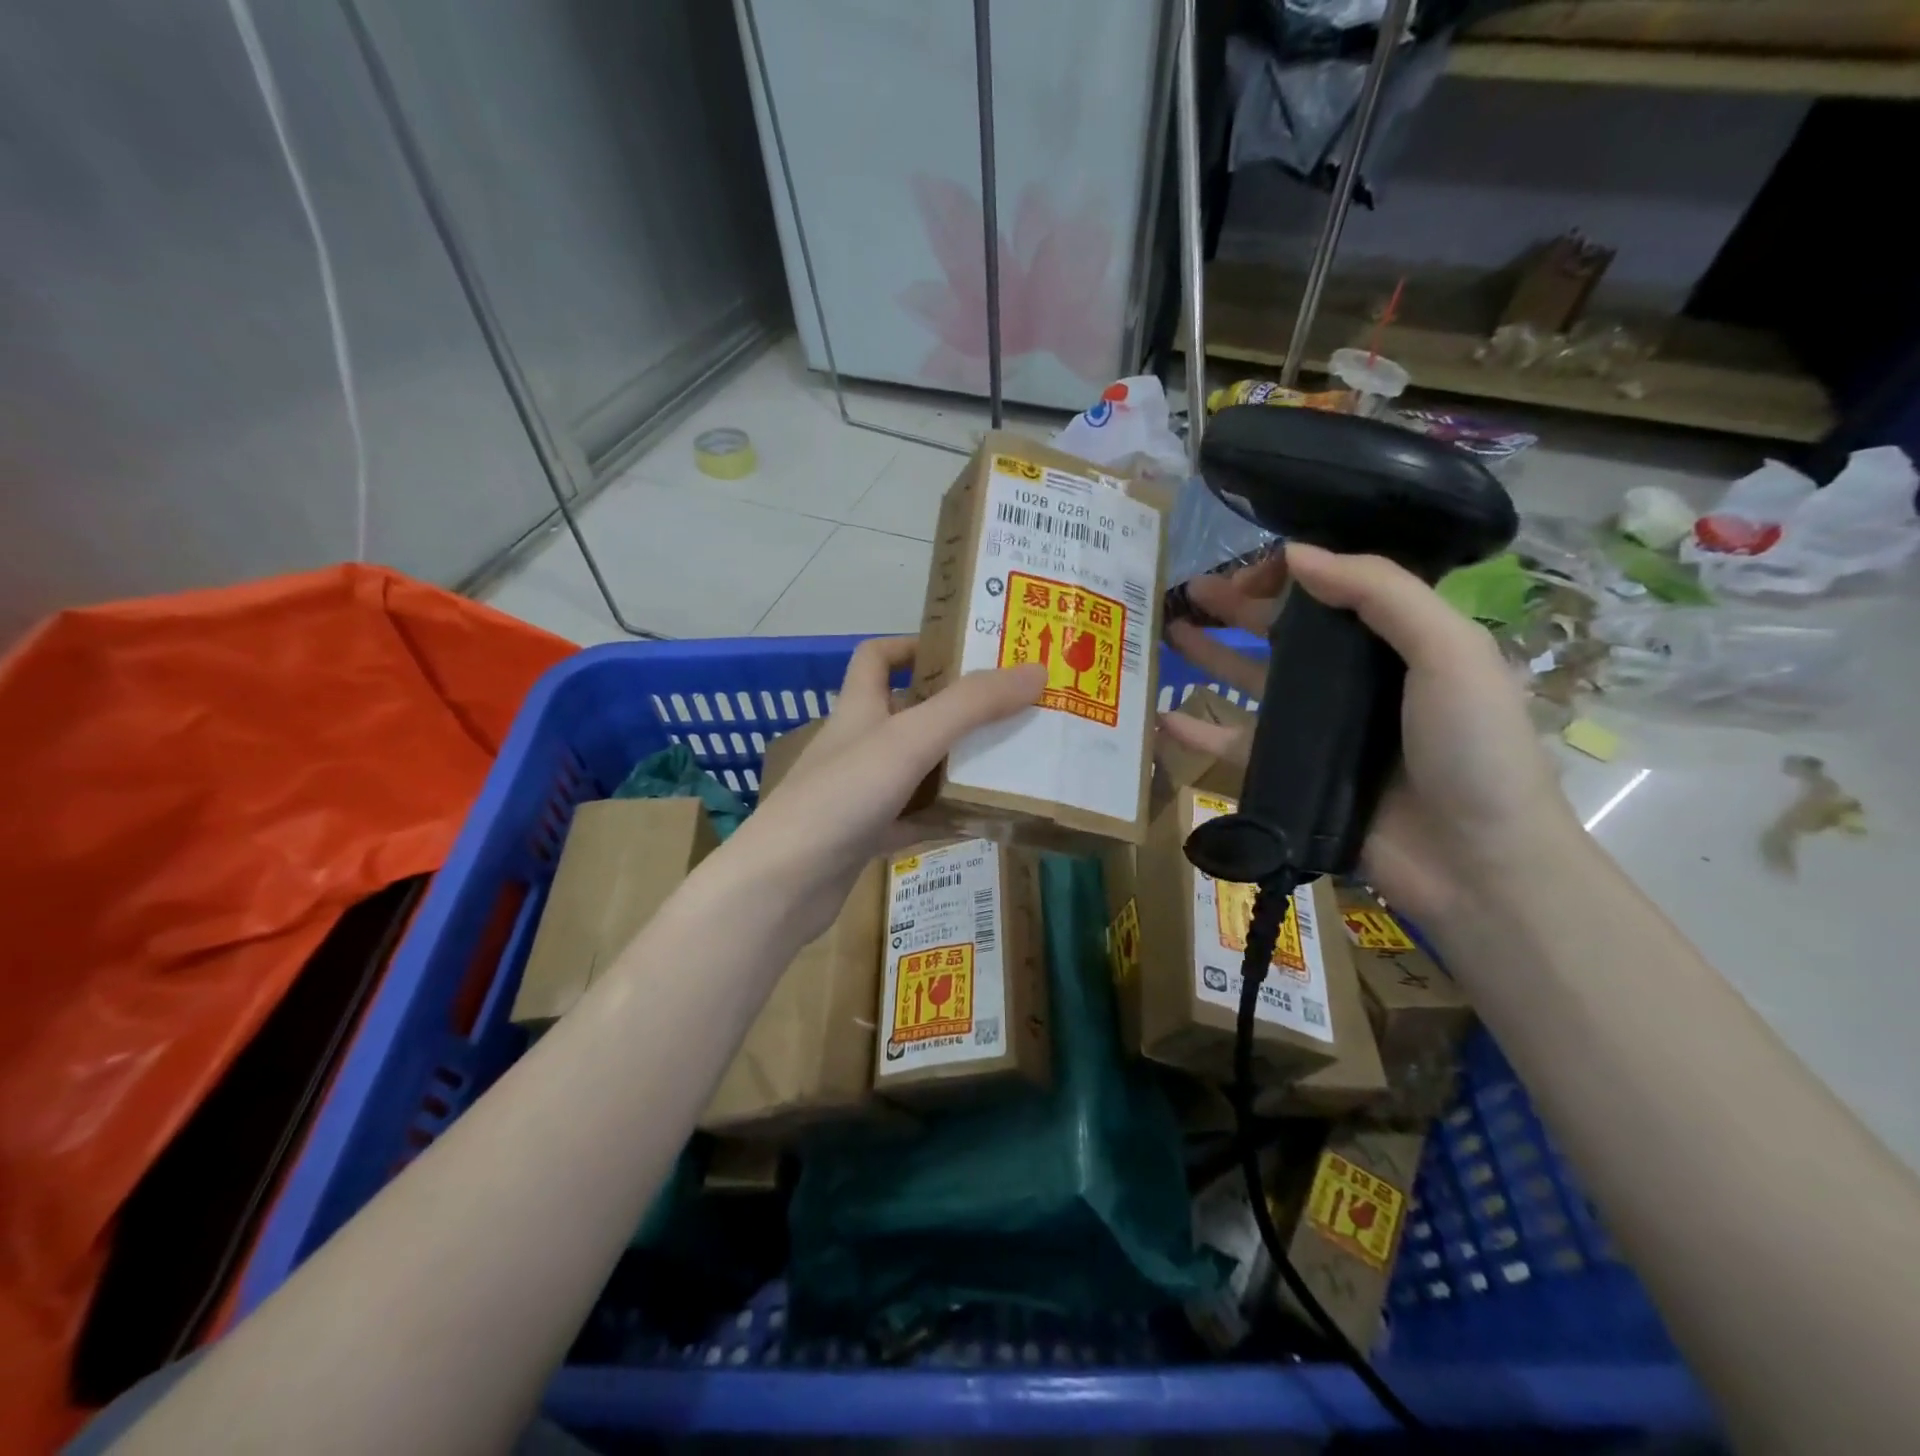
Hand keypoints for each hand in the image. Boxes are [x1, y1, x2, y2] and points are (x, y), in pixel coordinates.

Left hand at [725, 637, 1044, 942]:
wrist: (782, 885)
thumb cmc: (842, 796)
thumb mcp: (910, 740)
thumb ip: (971, 706)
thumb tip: (1035, 671)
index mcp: (858, 708)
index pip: (877, 657)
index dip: (914, 646)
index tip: (964, 653)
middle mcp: (858, 744)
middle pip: (909, 714)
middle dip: (957, 711)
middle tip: (1013, 712)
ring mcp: (860, 794)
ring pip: (917, 770)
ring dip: (957, 766)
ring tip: (1013, 763)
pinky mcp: (866, 837)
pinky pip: (915, 819)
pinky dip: (945, 817)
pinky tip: (984, 823)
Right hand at [1163, 544, 1576, 925]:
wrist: (1475, 861)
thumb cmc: (1473, 747)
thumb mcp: (1449, 651)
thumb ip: (1379, 592)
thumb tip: (1294, 554)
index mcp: (1399, 642)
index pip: (1336, 591)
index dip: (1292, 572)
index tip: (1252, 570)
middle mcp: (1355, 681)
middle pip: (1285, 632)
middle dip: (1239, 606)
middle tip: (1191, 589)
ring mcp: (1319, 730)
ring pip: (1253, 682)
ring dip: (1212, 655)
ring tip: (1169, 630)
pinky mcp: (1291, 775)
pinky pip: (1235, 746)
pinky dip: (1198, 732)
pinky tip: (1162, 716)